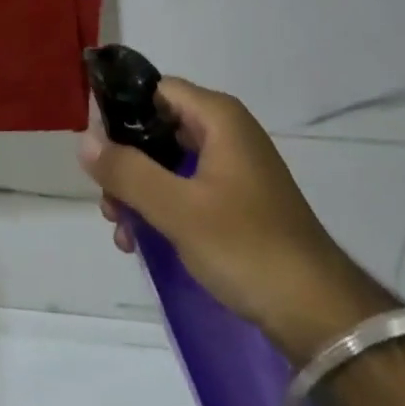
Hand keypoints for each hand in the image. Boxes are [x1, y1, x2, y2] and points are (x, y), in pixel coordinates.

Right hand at [79, 77, 396, 362]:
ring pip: (168, 162)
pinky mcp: (238, 202)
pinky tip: (142, 241)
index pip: (154, 89)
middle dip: (125, 162)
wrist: (321, 316)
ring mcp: (234, 168)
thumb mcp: (177, 209)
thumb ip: (127, 171)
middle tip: (106, 200)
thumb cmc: (247, 247)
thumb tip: (83, 140)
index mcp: (218, 117)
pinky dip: (162, 207)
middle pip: (158, 127)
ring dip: (139, 190)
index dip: (120, 112)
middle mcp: (226, 132)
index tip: (96, 147)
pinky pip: (186, 188)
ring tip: (122, 230)